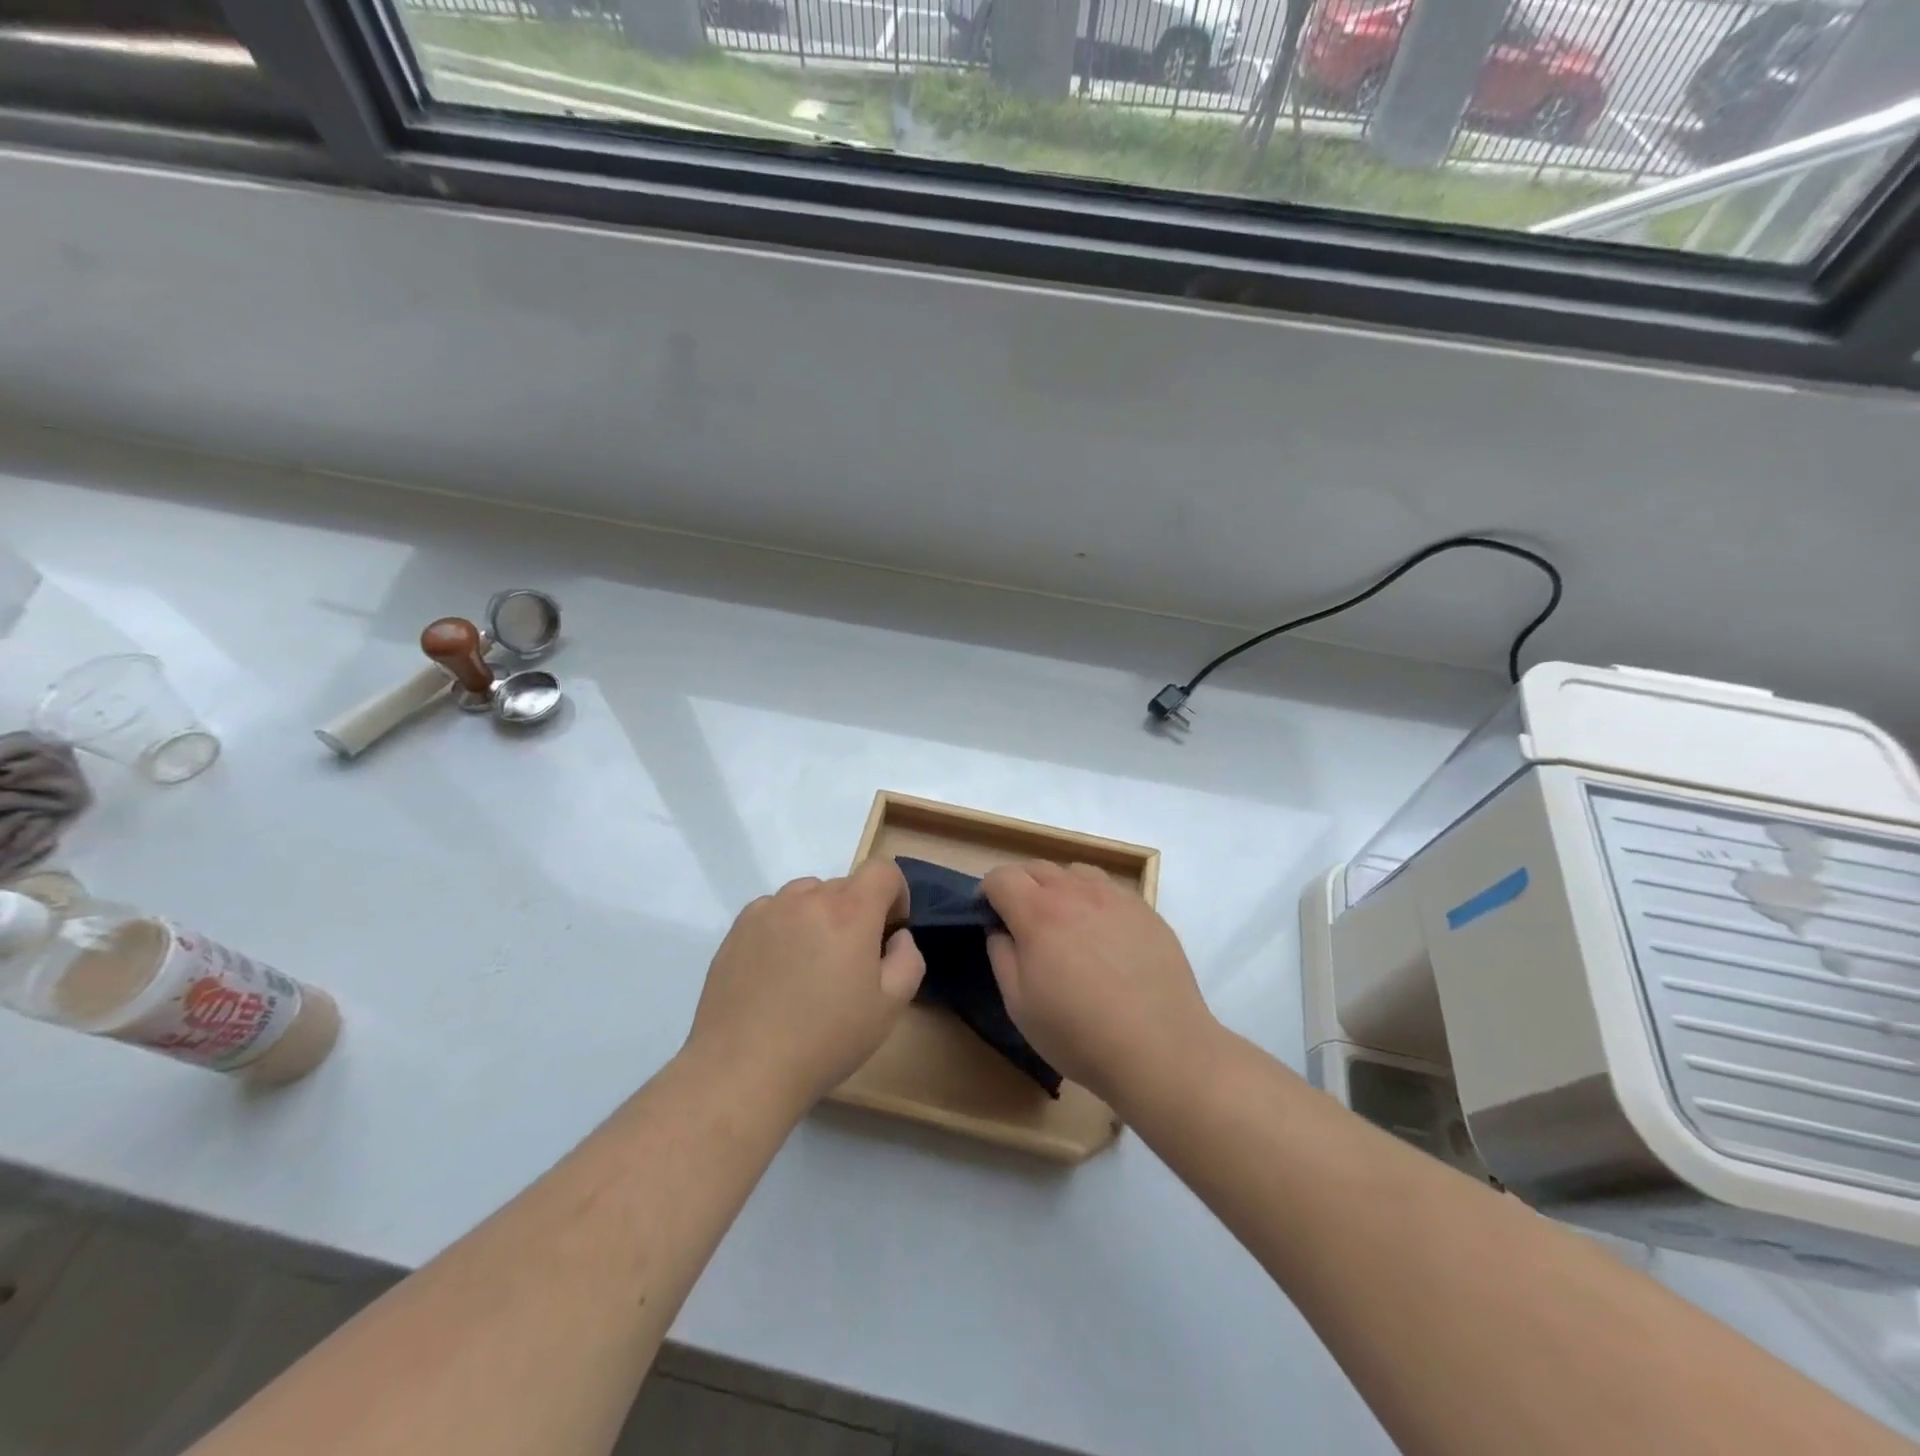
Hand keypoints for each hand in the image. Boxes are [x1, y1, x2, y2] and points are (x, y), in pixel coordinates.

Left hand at [685, 860, 924, 1112]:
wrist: (743, 1069)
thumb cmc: (826, 1039)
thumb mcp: (889, 1007)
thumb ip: (907, 960)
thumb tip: (896, 937)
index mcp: (850, 911)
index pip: (883, 870)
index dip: (896, 894)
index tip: (890, 932)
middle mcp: (808, 898)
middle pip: (845, 886)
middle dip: (858, 913)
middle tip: (850, 962)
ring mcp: (768, 910)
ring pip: (807, 896)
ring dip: (820, 917)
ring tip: (810, 965)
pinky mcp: (738, 928)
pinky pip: (774, 911)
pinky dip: (785, 927)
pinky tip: (777, 971)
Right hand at [982, 862, 1215, 1108]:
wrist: (1161, 1048)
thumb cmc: (1079, 1033)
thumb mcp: (1019, 1005)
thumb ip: (1001, 956)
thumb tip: (1000, 930)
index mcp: (1037, 912)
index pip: (1001, 876)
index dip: (988, 892)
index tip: (989, 916)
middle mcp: (1075, 892)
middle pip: (1037, 867)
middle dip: (1021, 886)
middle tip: (1024, 923)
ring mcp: (1115, 897)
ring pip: (1075, 872)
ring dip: (1060, 888)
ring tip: (1066, 923)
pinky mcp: (1146, 910)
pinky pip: (1110, 889)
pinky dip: (1094, 900)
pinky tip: (1104, 935)